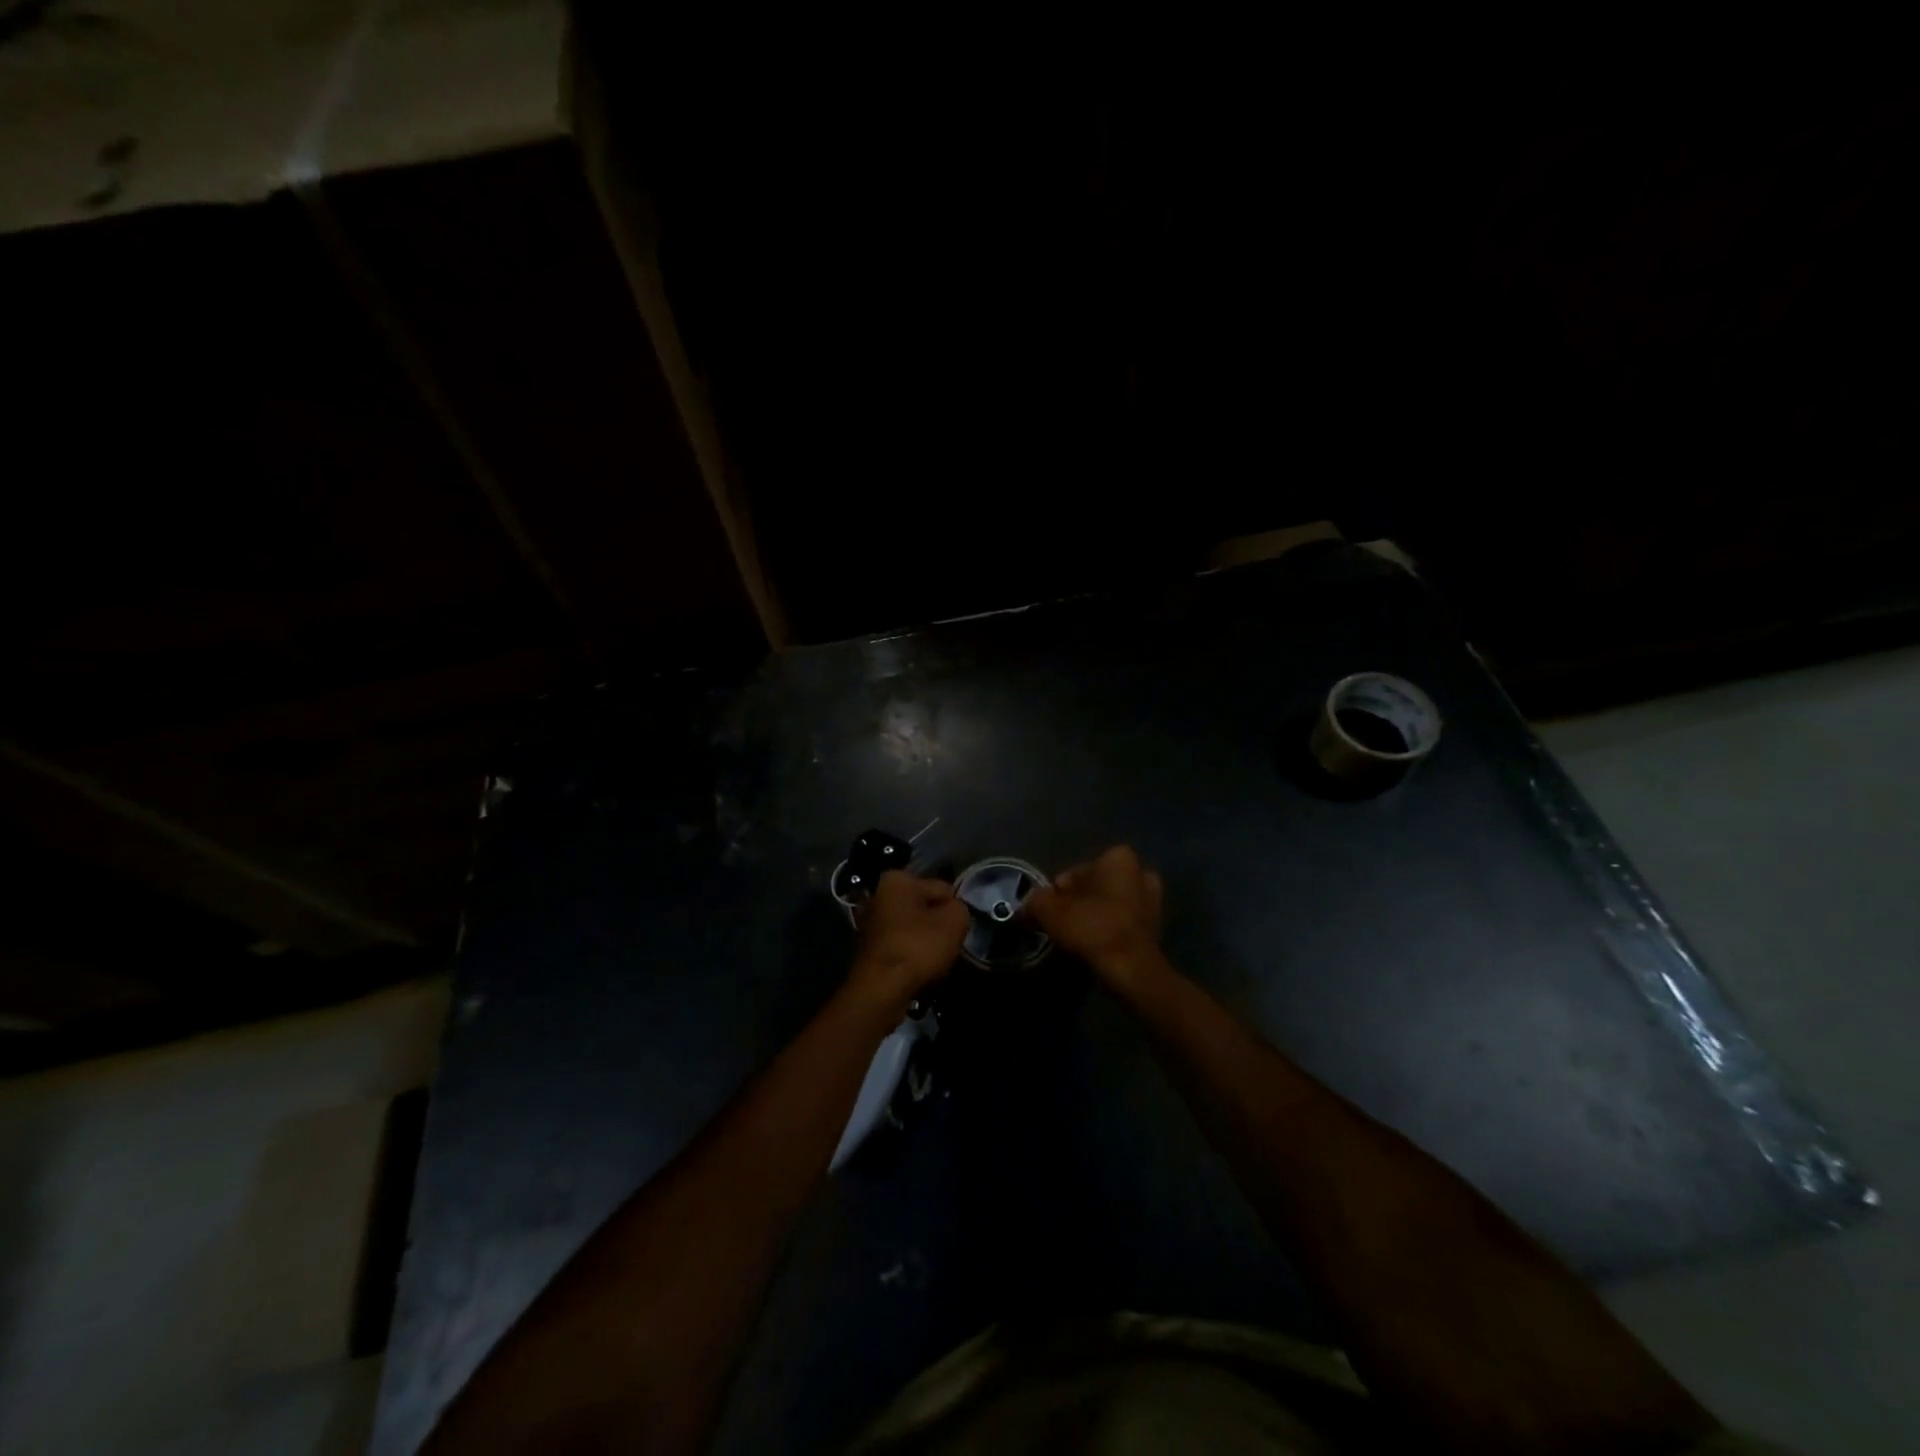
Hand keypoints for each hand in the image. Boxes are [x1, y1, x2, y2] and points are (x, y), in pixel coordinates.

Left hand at [850, 871, 969, 1010]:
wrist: (880, 989)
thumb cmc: (917, 947)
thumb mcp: (954, 921)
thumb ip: (960, 908)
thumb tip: (953, 912)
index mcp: (896, 880)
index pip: (942, 889)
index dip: (954, 910)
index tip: (957, 930)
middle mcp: (877, 895)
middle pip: (924, 908)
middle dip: (936, 925)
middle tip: (947, 945)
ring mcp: (868, 923)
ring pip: (911, 929)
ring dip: (924, 942)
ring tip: (934, 962)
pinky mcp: (867, 949)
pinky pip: (900, 946)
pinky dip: (909, 956)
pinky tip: (917, 970)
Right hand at [1024, 845, 1166, 989]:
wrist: (1130, 968)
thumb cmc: (1092, 926)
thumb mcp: (1049, 909)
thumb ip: (1035, 901)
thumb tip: (1029, 904)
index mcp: (1118, 857)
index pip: (1075, 873)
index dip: (1057, 893)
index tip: (1049, 913)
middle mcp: (1140, 872)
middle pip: (1095, 887)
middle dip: (1079, 902)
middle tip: (1062, 924)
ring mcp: (1153, 900)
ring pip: (1110, 905)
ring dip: (1095, 916)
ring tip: (1077, 938)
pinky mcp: (1156, 927)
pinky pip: (1123, 923)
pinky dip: (1109, 931)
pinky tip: (1095, 946)